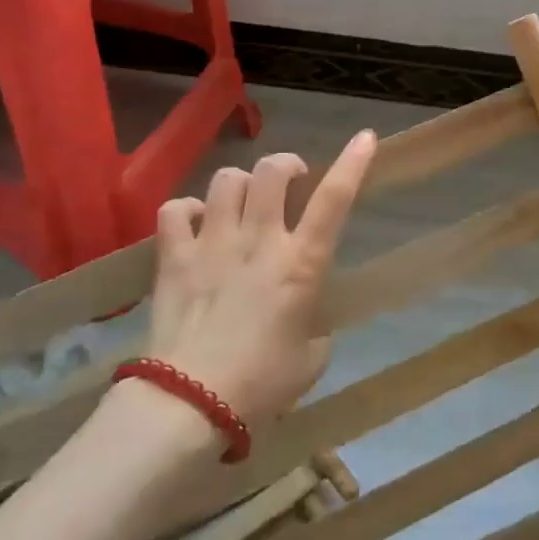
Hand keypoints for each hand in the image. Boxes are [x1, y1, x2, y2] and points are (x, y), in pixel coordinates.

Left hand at [144, 129, 377, 422]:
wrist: (191, 402)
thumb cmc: (262, 384)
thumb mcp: (312, 359)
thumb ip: (316, 328)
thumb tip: (306, 319)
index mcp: (300, 264)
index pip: (333, 201)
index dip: (352, 164)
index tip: (365, 137)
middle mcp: (258, 241)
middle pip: (272, 171)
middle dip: (286, 165)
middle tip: (290, 181)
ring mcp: (212, 244)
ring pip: (226, 180)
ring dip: (240, 184)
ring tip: (241, 203)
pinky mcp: (174, 257)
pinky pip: (175, 209)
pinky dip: (187, 210)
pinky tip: (195, 224)